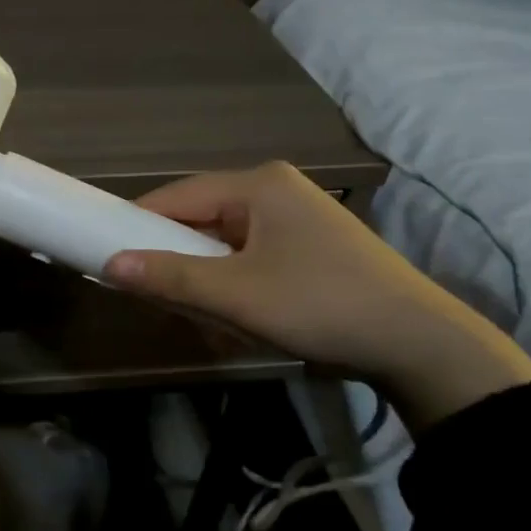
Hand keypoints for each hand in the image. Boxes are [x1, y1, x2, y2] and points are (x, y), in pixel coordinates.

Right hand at [102, 163, 530, 428]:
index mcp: (258, 184)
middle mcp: (276, 189)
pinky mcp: (310, 245)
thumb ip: (170, 277)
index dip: (138, 225)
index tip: (109, 257)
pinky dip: (234, 282)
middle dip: (177, 259)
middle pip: (200, 218)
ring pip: (224, 241)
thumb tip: (109, 265)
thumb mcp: (237, 295)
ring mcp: (297, 216)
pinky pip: (250, 255)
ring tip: (202, 315)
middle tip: (158, 298)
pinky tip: (236, 316)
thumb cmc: (321, 305)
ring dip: (206, 277)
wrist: (422, 345)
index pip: (176, 196)